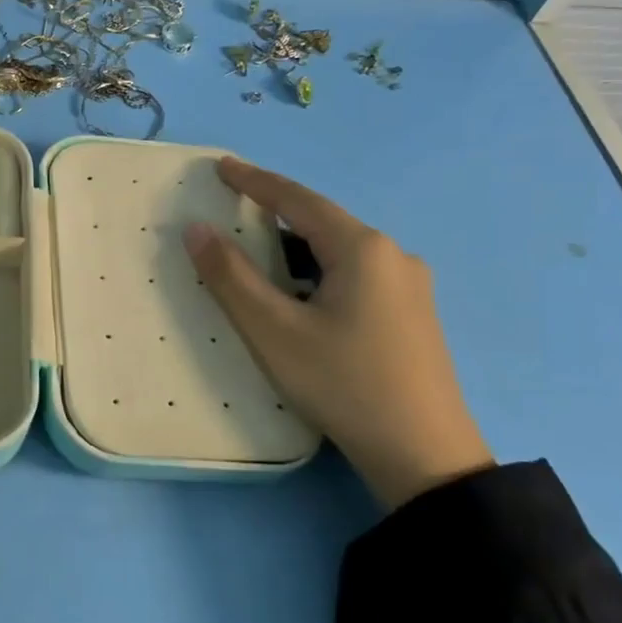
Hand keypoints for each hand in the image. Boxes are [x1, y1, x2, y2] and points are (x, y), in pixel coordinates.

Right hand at [183, 158, 492, 508]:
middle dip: (275, 215)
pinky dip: (317, 274)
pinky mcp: (413, 317)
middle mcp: (393, 257)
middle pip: (322, 224)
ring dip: (295, 250)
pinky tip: (299, 298)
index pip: (297, 199)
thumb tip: (197, 229)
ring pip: (338, 253)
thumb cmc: (342, 383)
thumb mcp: (273, 330)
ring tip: (257, 259)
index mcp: (362, 249)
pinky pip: (354, 277)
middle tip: (233, 213)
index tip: (221, 166)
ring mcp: (409, 288)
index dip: (255, 181)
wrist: (424, 456)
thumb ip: (230, 276)